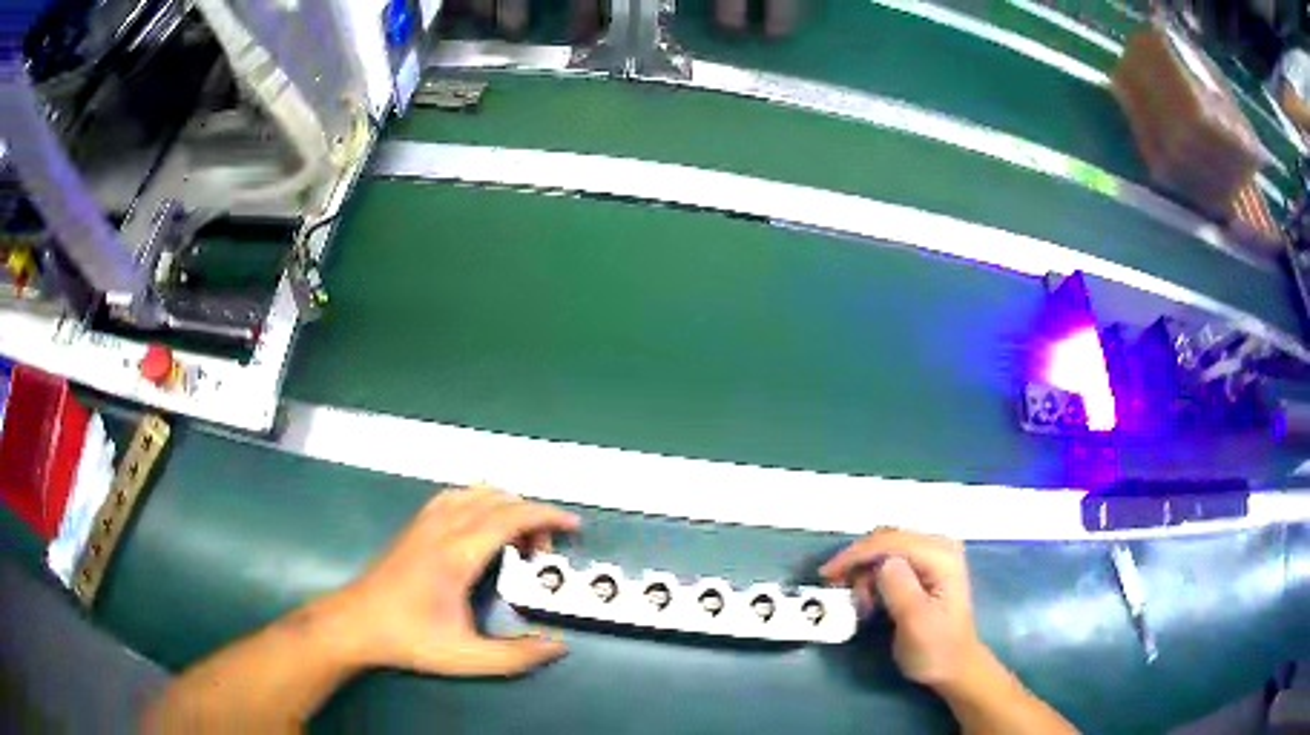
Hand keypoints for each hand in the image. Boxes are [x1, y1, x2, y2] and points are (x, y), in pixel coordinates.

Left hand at [329, 485, 580, 676]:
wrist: (356, 624)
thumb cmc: (409, 639)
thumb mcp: (465, 657)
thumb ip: (515, 656)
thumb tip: (557, 646)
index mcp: (457, 554)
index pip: (510, 517)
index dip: (546, 516)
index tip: (572, 525)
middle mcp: (442, 528)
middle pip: (497, 499)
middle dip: (531, 517)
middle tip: (542, 553)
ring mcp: (425, 522)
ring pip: (474, 491)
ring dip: (505, 505)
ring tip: (516, 539)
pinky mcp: (415, 526)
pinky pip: (454, 496)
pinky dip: (479, 500)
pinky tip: (481, 525)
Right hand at [820, 529, 986, 689]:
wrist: (955, 667)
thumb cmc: (935, 648)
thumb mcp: (915, 622)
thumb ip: (899, 587)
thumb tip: (882, 563)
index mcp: (941, 556)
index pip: (892, 541)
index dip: (857, 554)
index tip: (827, 574)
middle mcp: (940, 546)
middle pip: (888, 540)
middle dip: (860, 564)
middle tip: (841, 591)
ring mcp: (935, 555)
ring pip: (886, 549)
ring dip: (867, 573)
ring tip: (862, 605)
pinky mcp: (927, 567)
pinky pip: (892, 560)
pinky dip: (875, 577)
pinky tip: (871, 597)